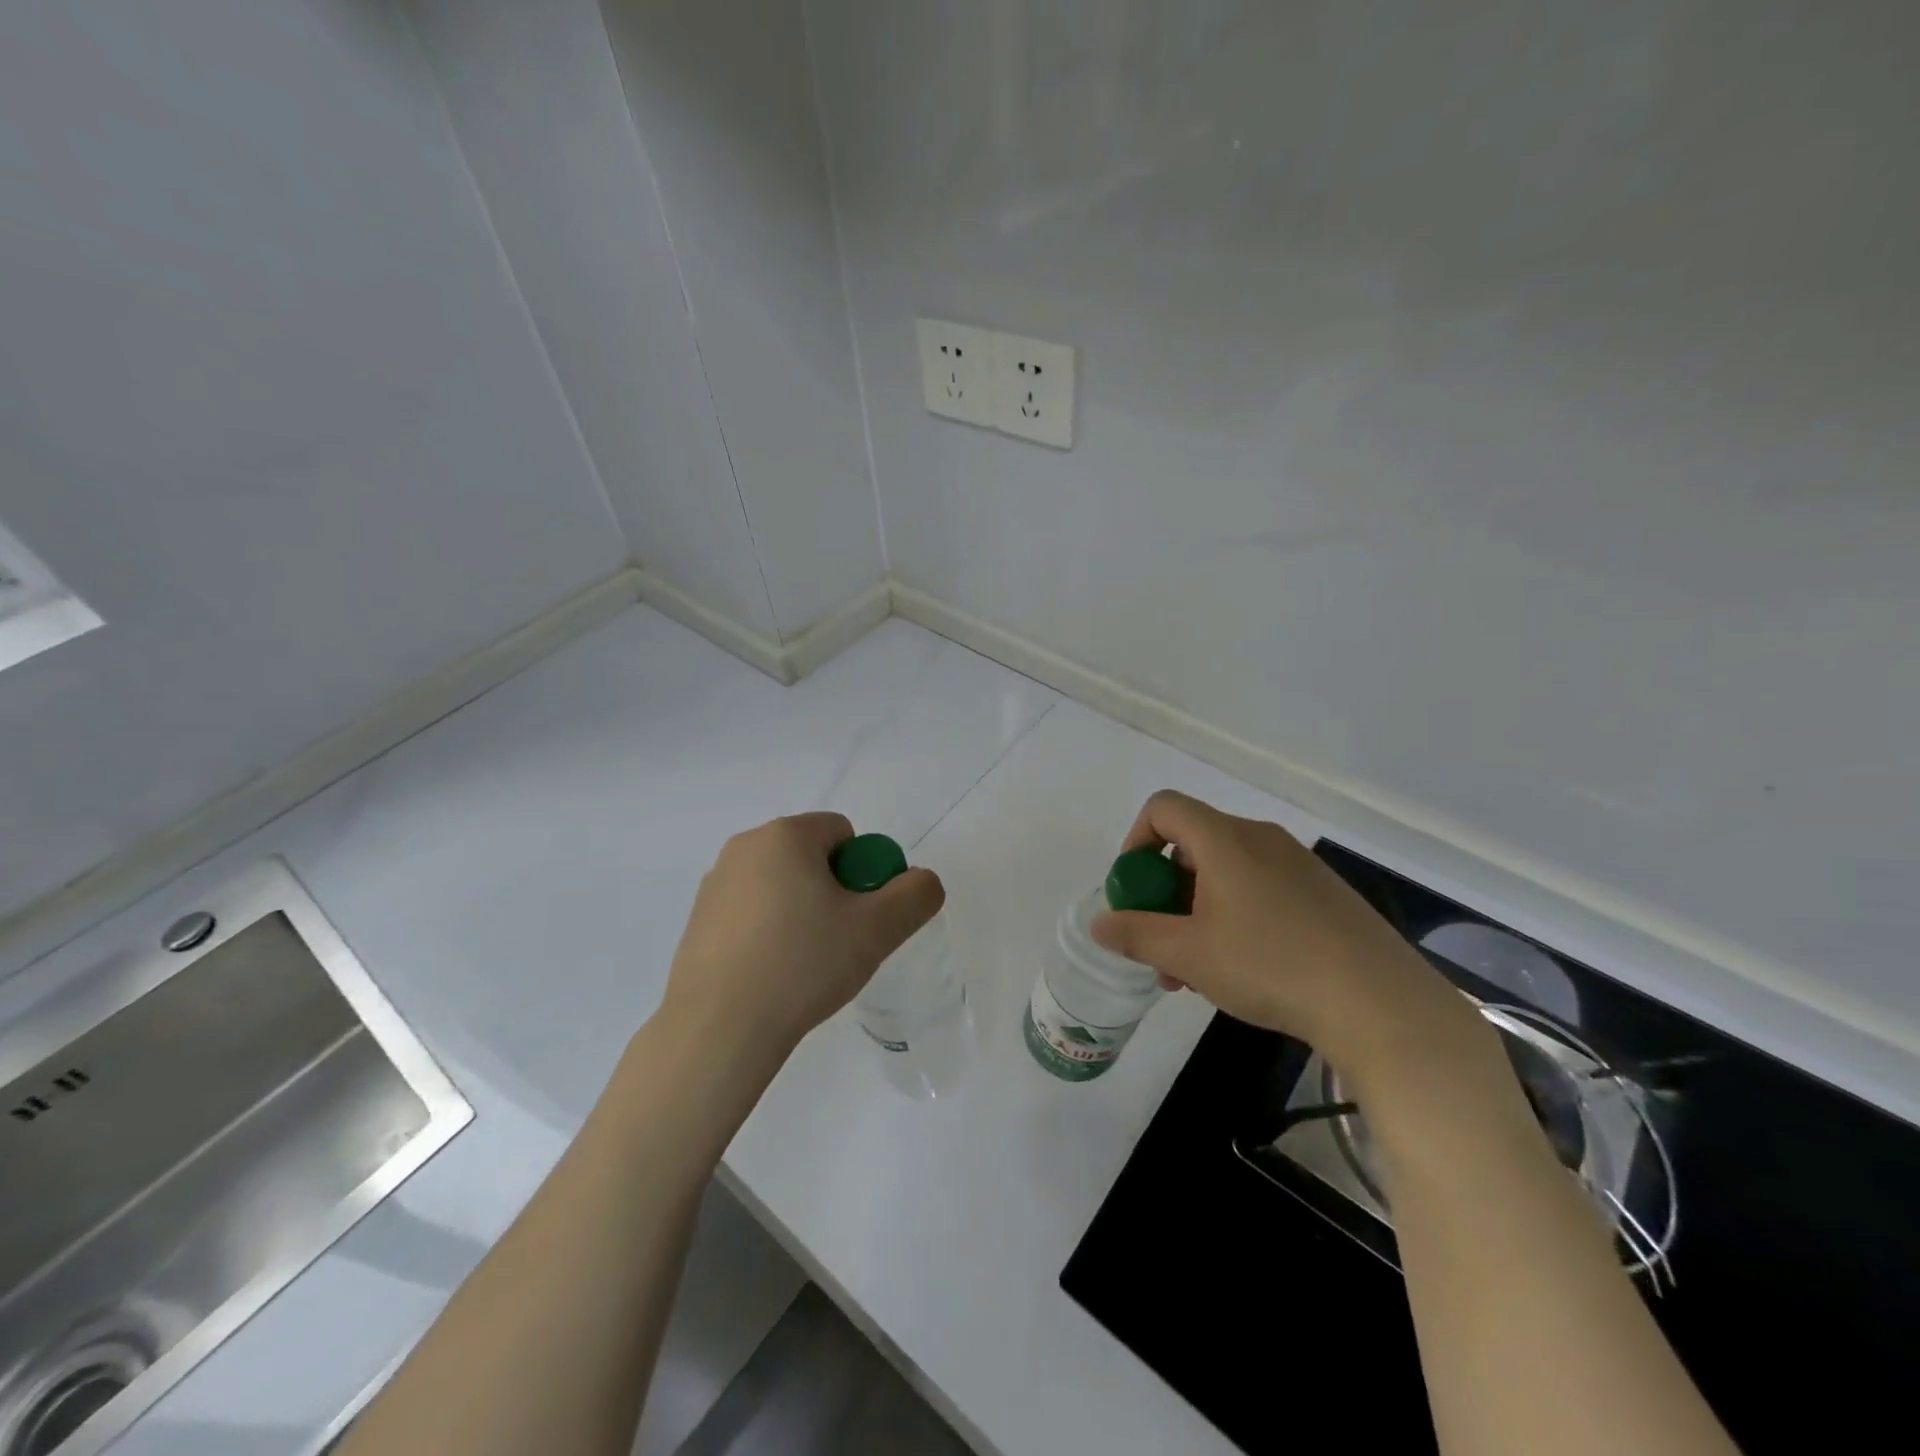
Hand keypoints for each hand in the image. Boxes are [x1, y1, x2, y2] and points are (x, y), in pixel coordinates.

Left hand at [659, 813, 944, 1065]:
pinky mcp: (698, 921)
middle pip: (812, 857)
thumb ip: (916, 895)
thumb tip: (922, 882)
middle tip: (839, 942)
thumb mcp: (877, 929)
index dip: (864, 872)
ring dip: (801, 911)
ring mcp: (715, 884)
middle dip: (833, 891)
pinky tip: (772, 974)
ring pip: (782, 885)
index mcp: (785, 835)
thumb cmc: (802, 964)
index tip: (860, 917)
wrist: (718, 1029)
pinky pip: (751, 911)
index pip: (844, 833)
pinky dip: (769, 931)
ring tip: (804, 963)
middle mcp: (745, 847)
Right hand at [1089, 791, 1485, 1081]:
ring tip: (1193, 973)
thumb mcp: (1189, 954)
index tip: (1134, 890)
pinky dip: (1234, 917)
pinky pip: (1260, 890)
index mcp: (1224, 839)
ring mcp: (1297, 865)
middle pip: (1193, 845)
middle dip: (1165, 892)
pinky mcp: (1323, 894)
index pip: (1164, 808)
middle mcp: (1260, 839)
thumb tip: (1100, 922)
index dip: (1136, 841)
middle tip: (1159, 944)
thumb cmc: (1270, 965)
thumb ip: (1136, 933)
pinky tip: (1242, 970)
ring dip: (1196, 913)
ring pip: (1226, 875)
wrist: (1379, 1002)